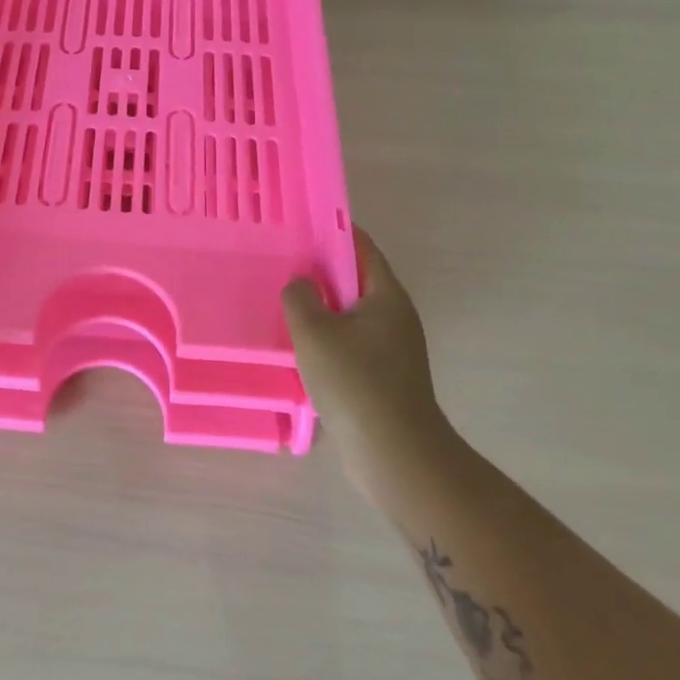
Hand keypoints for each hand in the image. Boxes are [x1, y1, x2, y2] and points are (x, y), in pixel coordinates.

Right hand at [282, 226, 449, 489]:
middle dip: (322, 269)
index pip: (362, 246)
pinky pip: (352, 341)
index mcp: (387, 295)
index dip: (333, 230)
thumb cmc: (355, 382)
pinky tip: (301, 346)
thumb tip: (300, 284)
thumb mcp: (314, 331)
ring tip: (285, 302)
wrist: (395, 455)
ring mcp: (393, 348)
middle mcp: (395, 316)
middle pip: (356, 279)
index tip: (301, 225)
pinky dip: (329, 335)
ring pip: (352, 313)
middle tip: (283, 263)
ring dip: (323, 306)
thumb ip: (300, 297)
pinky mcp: (385, 376)